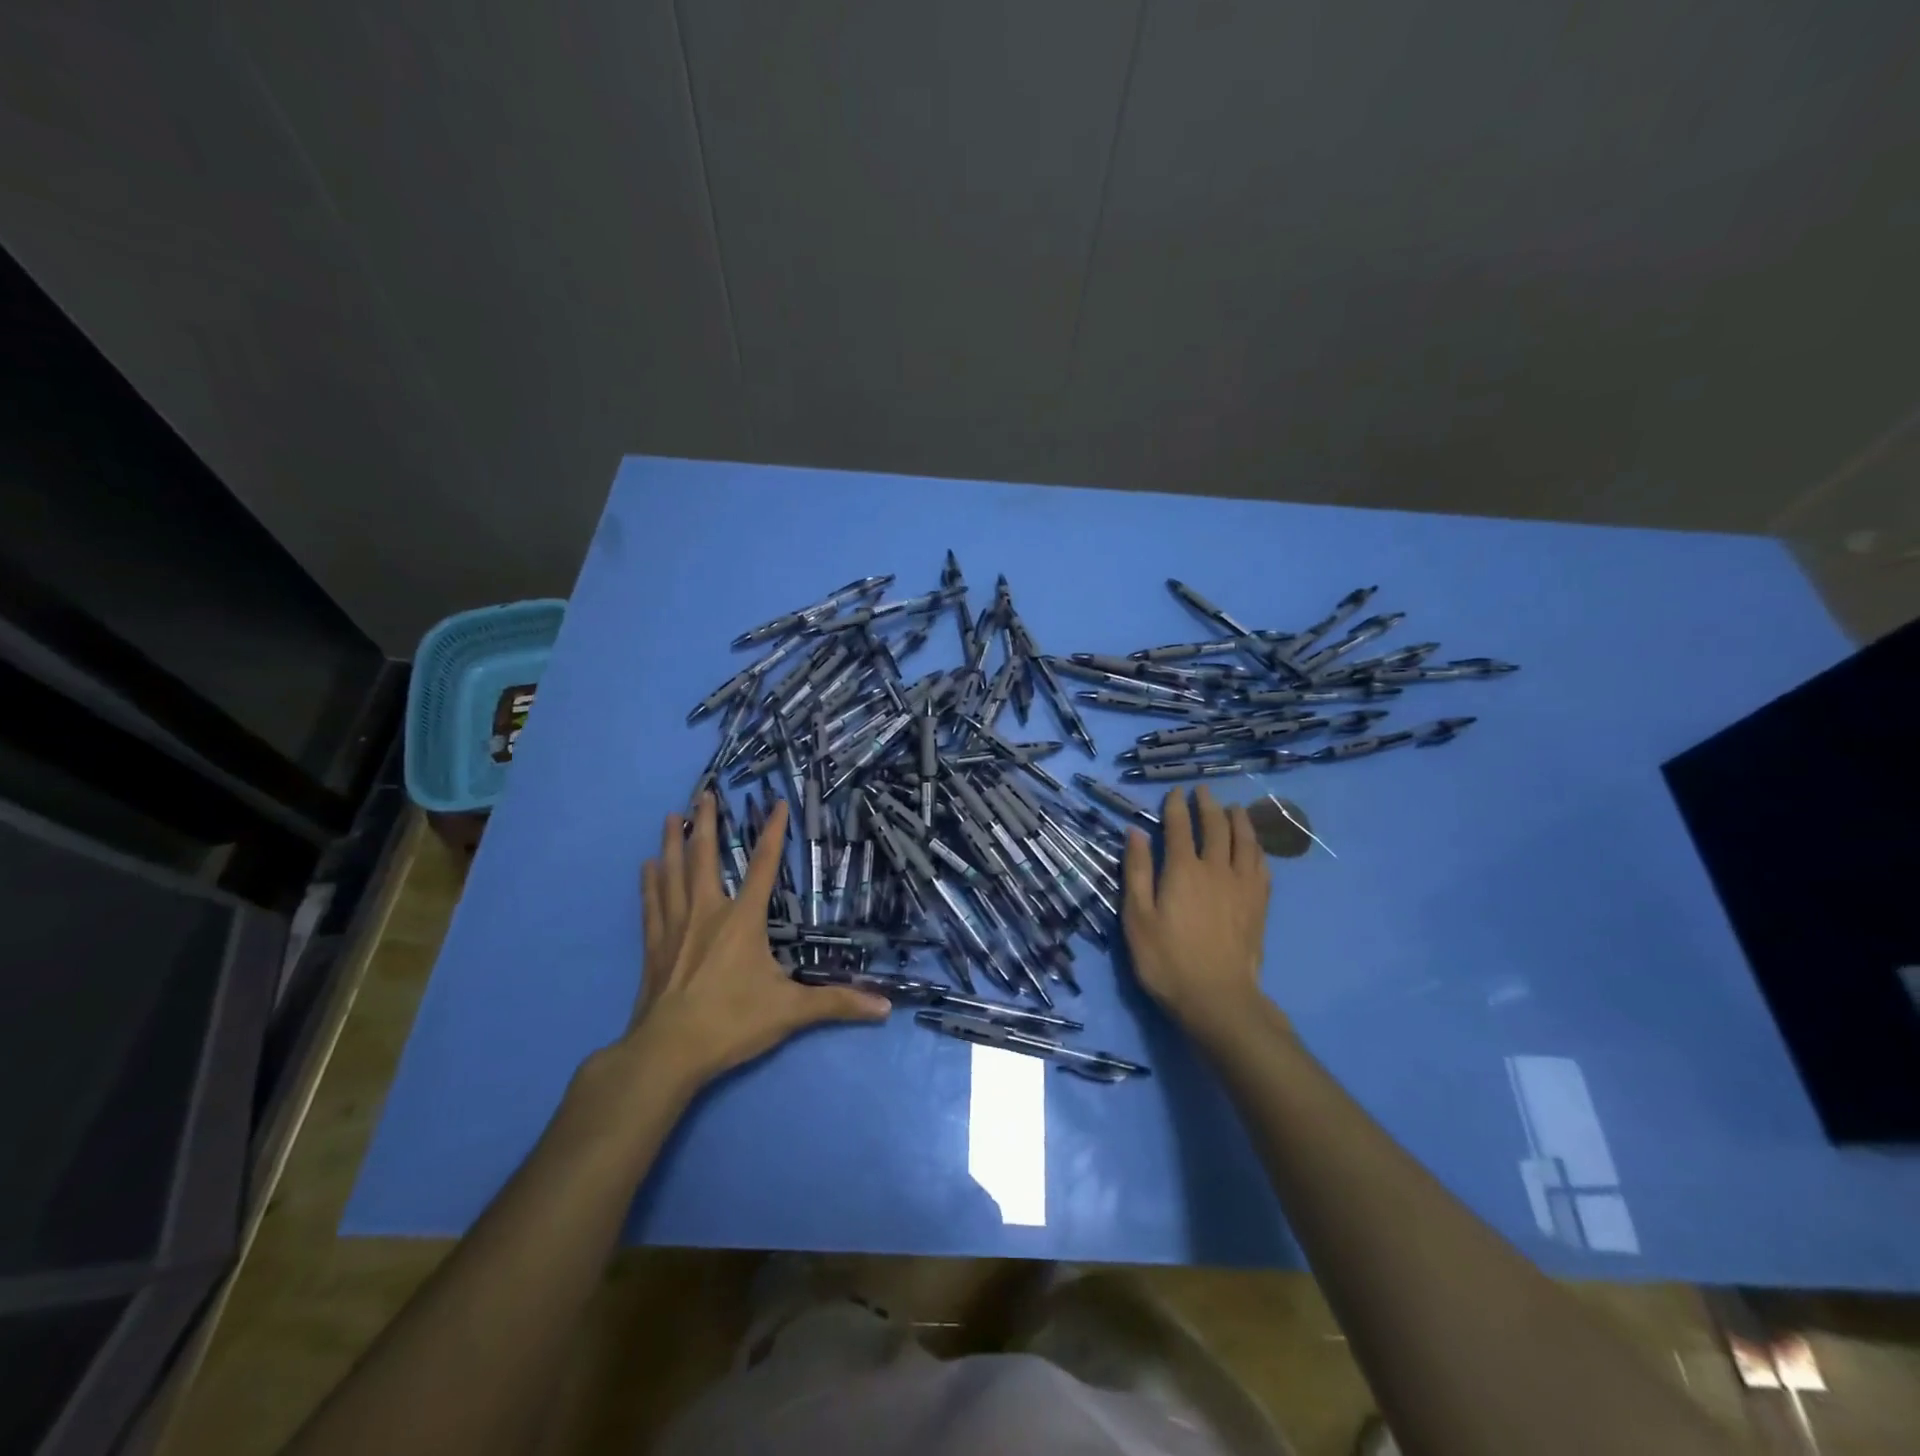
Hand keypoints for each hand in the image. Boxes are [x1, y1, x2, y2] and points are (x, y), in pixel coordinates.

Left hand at [621, 793, 889, 1092]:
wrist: (667, 1052)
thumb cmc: (731, 1022)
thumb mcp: (791, 1011)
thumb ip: (837, 1003)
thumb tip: (885, 1007)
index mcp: (742, 920)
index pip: (763, 867)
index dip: (773, 833)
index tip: (777, 803)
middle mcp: (707, 913)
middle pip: (704, 857)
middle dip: (705, 823)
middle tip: (704, 792)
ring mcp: (675, 928)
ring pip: (672, 874)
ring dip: (672, 843)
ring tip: (670, 815)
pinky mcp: (654, 947)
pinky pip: (651, 904)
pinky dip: (649, 883)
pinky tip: (646, 866)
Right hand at [1122, 785, 1274, 1039]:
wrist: (1218, 998)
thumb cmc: (1167, 960)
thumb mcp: (1137, 918)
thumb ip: (1136, 872)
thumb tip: (1135, 832)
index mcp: (1183, 870)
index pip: (1180, 827)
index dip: (1176, 806)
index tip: (1174, 792)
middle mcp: (1216, 869)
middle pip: (1216, 827)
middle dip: (1208, 805)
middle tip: (1204, 791)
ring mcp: (1242, 886)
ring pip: (1245, 842)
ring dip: (1239, 820)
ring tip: (1235, 808)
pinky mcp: (1259, 905)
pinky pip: (1262, 866)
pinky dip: (1258, 849)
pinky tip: (1255, 848)